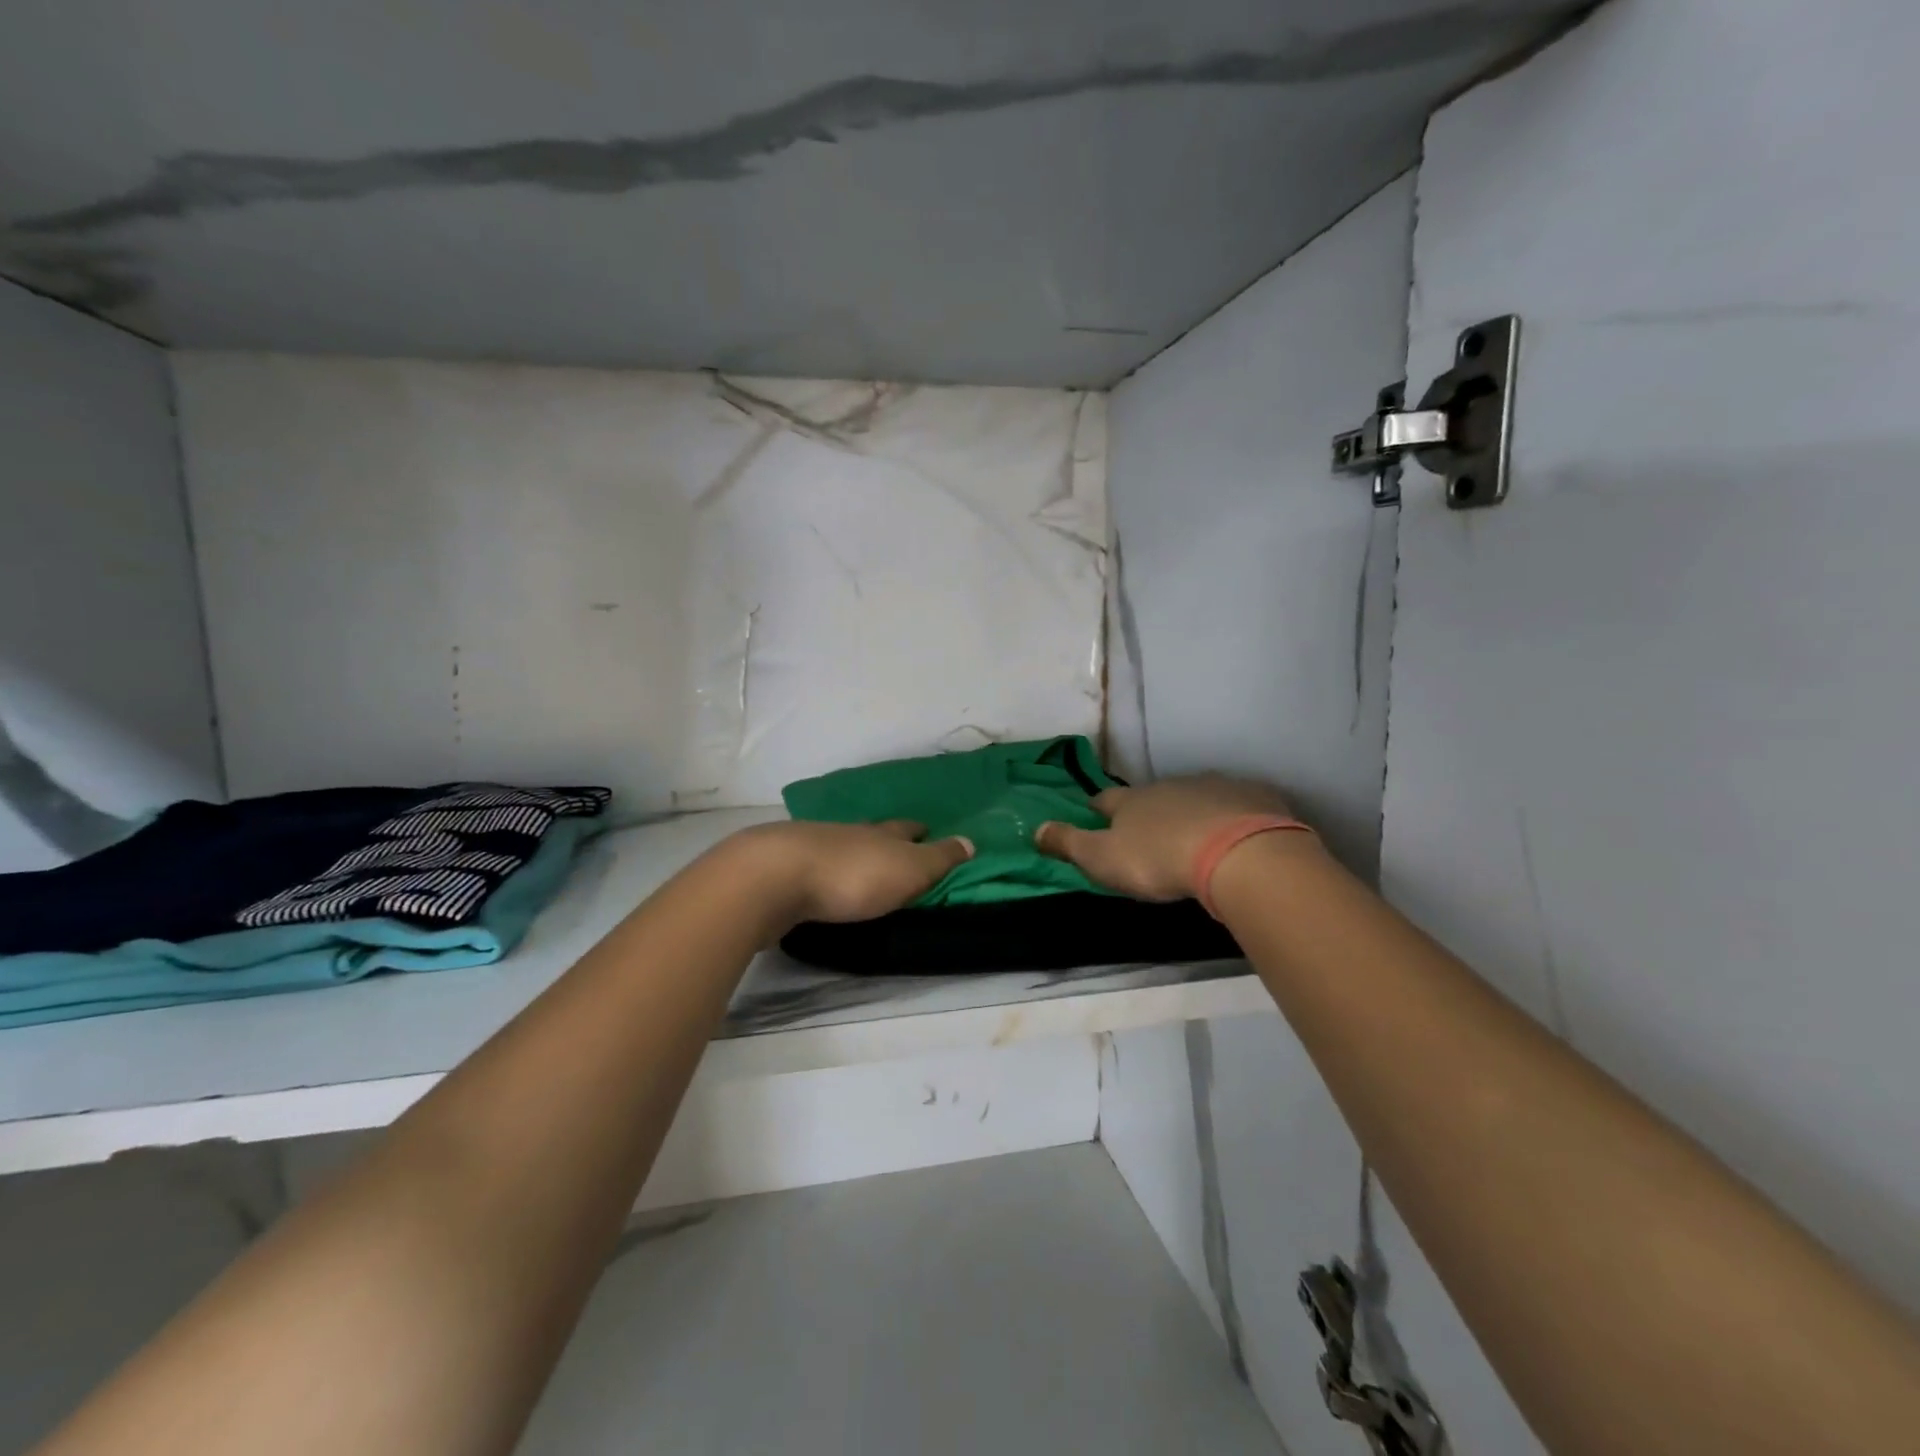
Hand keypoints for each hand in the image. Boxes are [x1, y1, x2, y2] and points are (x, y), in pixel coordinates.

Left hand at [731, 820, 974, 925]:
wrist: (775, 877)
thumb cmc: (854, 876)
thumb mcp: (910, 870)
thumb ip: (939, 859)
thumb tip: (970, 841)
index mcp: (881, 833)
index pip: (906, 828)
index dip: (919, 831)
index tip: (926, 830)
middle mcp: (848, 833)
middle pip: (872, 832)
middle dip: (885, 838)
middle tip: (896, 846)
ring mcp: (812, 846)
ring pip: (840, 845)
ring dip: (853, 853)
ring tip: (861, 865)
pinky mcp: (782, 868)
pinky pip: (812, 865)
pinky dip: (823, 870)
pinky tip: (821, 880)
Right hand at [1034, 774, 1306, 900]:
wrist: (1238, 853)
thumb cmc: (1159, 859)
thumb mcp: (1102, 858)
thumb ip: (1068, 843)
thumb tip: (1035, 828)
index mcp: (1132, 801)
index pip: (1105, 799)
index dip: (1097, 808)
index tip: (1095, 814)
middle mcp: (1170, 786)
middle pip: (1152, 795)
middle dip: (1148, 809)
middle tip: (1149, 831)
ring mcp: (1214, 788)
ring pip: (1195, 796)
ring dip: (1191, 811)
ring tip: (1195, 834)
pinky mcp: (1254, 797)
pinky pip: (1238, 803)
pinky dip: (1233, 815)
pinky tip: (1239, 833)